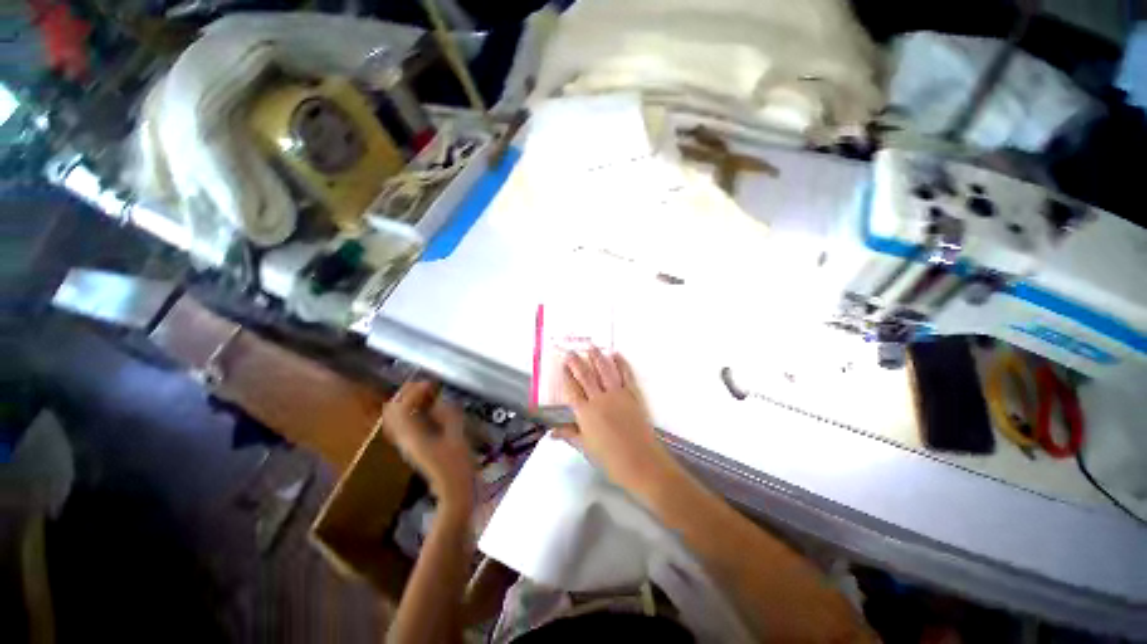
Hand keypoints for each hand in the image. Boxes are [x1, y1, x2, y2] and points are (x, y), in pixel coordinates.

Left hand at [382, 381, 475, 508]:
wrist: (453, 491)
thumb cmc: (458, 466)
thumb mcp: (458, 437)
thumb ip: (448, 416)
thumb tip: (440, 401)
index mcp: (413, 437)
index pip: (403, 408)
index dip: (414, 392)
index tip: (430, 383)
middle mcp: (404, 440)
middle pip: (392, 412)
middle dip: (405, 395)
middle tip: (423, 384)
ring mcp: (406, 445)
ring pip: (395, 418)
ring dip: (406, 402)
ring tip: (424, 392)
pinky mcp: (412, 447)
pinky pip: (403, 425)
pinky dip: (410, 412)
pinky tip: (426, 409)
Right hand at [555, 349, 676, 494]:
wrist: (640, 461)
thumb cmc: (610, 458)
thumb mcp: (586, 446)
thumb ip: (569, 434)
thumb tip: (551, 432)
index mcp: (585, 412)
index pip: (572, 389)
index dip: (566, 375)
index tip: (563, 364)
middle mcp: (599, 399)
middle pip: (586, 375)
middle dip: (577, 362)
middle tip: (572, 352)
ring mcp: (617, 395)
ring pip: (605, 371)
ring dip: (597, 357)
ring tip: (592, 347)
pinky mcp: (633, 395)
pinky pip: (626, 375)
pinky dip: (621, 364)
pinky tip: (616, 355)